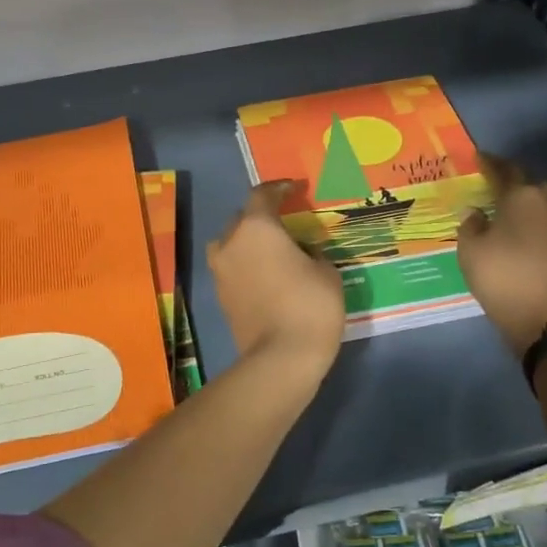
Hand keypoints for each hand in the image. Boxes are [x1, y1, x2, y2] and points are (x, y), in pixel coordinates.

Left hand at [208, 181, 345, 372]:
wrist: (280, 358)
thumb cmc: (310, 306)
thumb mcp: (326, 272)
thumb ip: (312, 252)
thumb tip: (302, 253)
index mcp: (257, 227)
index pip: (263, 194)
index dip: (280, 188)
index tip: (295, 189)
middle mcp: (231, 243)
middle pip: (242, 218)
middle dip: (262, 217)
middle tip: (286, 224)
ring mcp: (221, 271)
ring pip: (231, 244)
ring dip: (248, 242)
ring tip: (272, 251)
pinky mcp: (220, 297)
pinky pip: (232, 269)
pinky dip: (246, 266)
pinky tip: (268, 276)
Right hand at [457, 153, 546, 356]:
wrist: (544, 320)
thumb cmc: (500, 276)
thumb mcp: (469, 250)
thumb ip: (471, 225)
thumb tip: (477, 213)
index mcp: (522, 197)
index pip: (506, 170)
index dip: (491, 163)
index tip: (480, 157)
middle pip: (533, 186)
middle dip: (516, 185)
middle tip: (498, 191)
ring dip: (539, 206)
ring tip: (523, 215)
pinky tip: (539, 243)